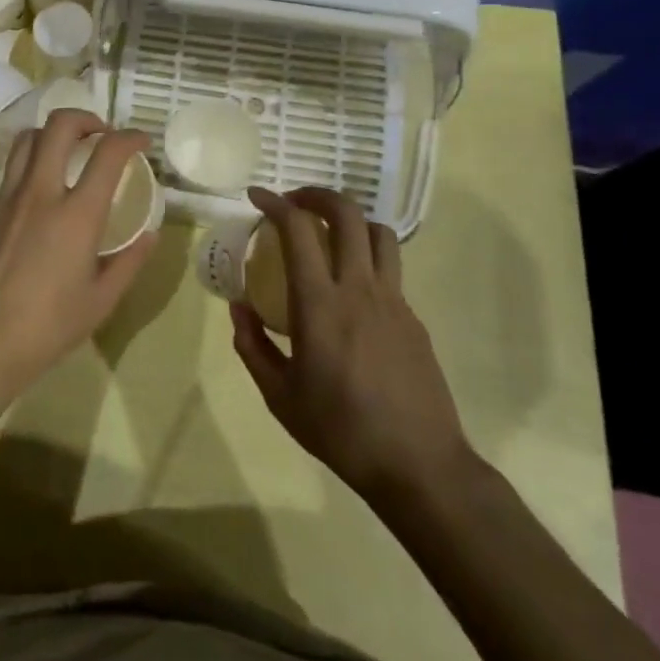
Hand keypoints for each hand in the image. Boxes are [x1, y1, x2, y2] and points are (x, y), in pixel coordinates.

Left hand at [0, 108, 157, 397]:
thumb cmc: (47, 328)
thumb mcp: (101, 301)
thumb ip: (129, 262)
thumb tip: (149, 235)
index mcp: (76, 214)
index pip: (108, 153)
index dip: (129, 137)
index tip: (140, 140)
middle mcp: (40, 193)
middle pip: (59, 126)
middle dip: (86, 118)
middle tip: (100, 134)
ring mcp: (6, 198)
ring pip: (27, 139)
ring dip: (52, 135)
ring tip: (65, 152)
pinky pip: (9, 173)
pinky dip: (29, 168)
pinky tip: (36, 197)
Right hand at [232, 186, 475, 501]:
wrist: (420, 466)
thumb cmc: (342, 431)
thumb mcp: (280, 397)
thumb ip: (253, 347)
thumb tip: (239, 309)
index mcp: (321, 304)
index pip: (298, 229)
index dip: (275, 203)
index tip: (256, 196)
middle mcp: (360, 289)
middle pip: (347, 214)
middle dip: (317, 194)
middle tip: (295, 202)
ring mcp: (394, 300)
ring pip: (378, 233)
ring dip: (351, 219)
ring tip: (329, 232)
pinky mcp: (414, 318)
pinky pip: (390, 269)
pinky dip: (367, 257)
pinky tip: (352, 288)